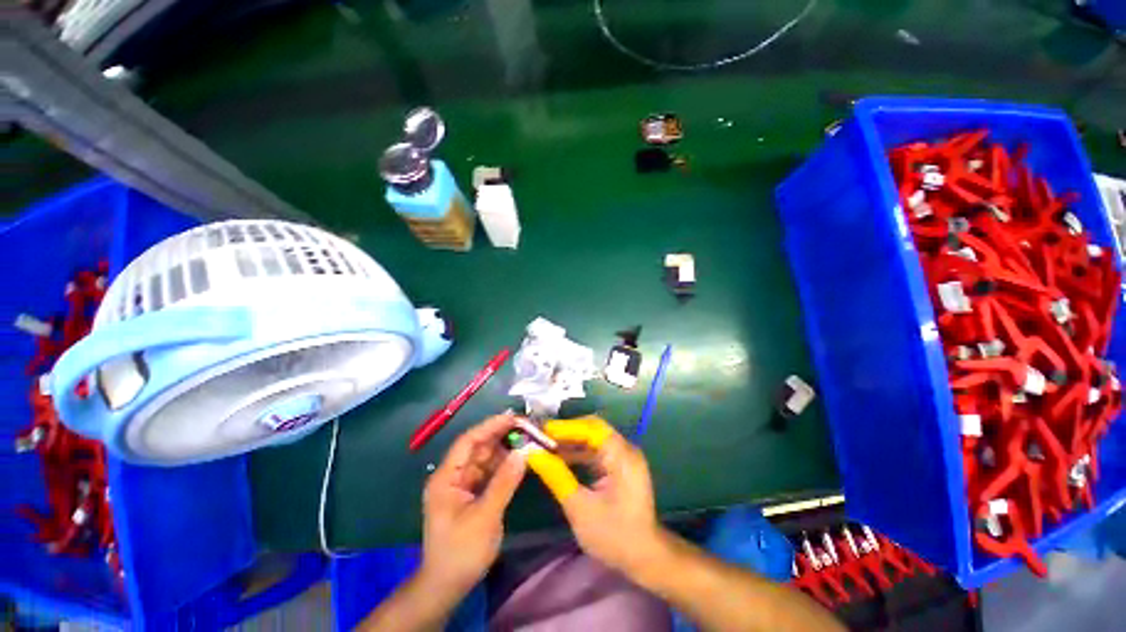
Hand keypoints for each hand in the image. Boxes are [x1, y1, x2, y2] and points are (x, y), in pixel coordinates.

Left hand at [419, 412, 526, 597]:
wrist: (446, 586)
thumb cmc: (461, 552)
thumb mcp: (485, 517)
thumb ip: (504, 482)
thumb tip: (523, 453)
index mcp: (446, 478)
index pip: (468, 442)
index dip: (489, 426)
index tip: (512, 417)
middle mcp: (453, 476)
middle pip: (477, 448)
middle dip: (500, 436)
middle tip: (526, 428)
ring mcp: (462, 485)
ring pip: (485, 458)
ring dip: (504, 450)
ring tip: (527, 440)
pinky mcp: (471, 494)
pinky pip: (489, 472)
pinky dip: (503, 465)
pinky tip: (518, 460)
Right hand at [535, 417, 666, 574]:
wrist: (644, 558)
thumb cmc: (614, 535)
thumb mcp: (580, 507)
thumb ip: (556, 476)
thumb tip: (532, 454)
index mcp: (621, 455)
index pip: (591, 428)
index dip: (565, 427)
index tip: (540, 430)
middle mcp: (624, 449)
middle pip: (592, 429)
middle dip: (565, 432)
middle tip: (539, 436)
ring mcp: (622, 457)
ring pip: (592, 439)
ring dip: (570, 441)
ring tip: (544, 445)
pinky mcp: (618, 466)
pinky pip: (595, 451)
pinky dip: (577, 452)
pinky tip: (559, 457)